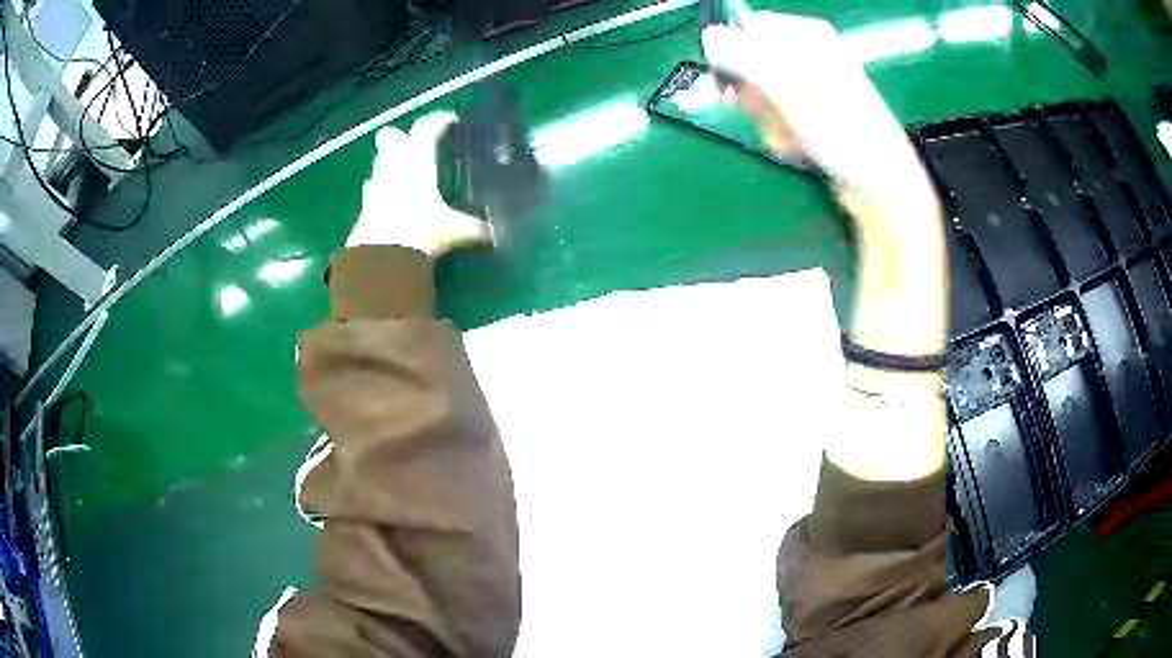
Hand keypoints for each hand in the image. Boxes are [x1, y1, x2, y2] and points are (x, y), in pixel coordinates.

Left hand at [346, 112, 490, 256]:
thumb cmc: (421, 233)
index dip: (438, 120)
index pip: (426, 130)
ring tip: (403, 175)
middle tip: (413, 145)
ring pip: (378, 164)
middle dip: (399, 137)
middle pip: (389, 138)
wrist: (383, 259)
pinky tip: (389, 202)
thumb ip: (475, 228)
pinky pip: (371, 192)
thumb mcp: (454, 231)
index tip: (450, 121)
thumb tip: (497, 232)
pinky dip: (380, 192)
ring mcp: (376, 188)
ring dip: (388, 165)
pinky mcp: (365, 209)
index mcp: (418, 166)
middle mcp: (394, 170)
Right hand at [701, 12, 937, 225]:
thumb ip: (742, 55)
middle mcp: (811, 56)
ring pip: (764, 95)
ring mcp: (815, 88)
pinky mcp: (817, 116)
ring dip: (768, 120)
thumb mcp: (787, 85)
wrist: (879, 184)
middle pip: (753, 64)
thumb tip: (709, 37)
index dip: (732, 53)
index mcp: (808, 35)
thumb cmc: (840, 128)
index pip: (749, 28)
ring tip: (790, 135)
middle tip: (765, 112)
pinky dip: (783, 134)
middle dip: (754, 94)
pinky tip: (799, 146)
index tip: (729, 81)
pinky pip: (781, 117)